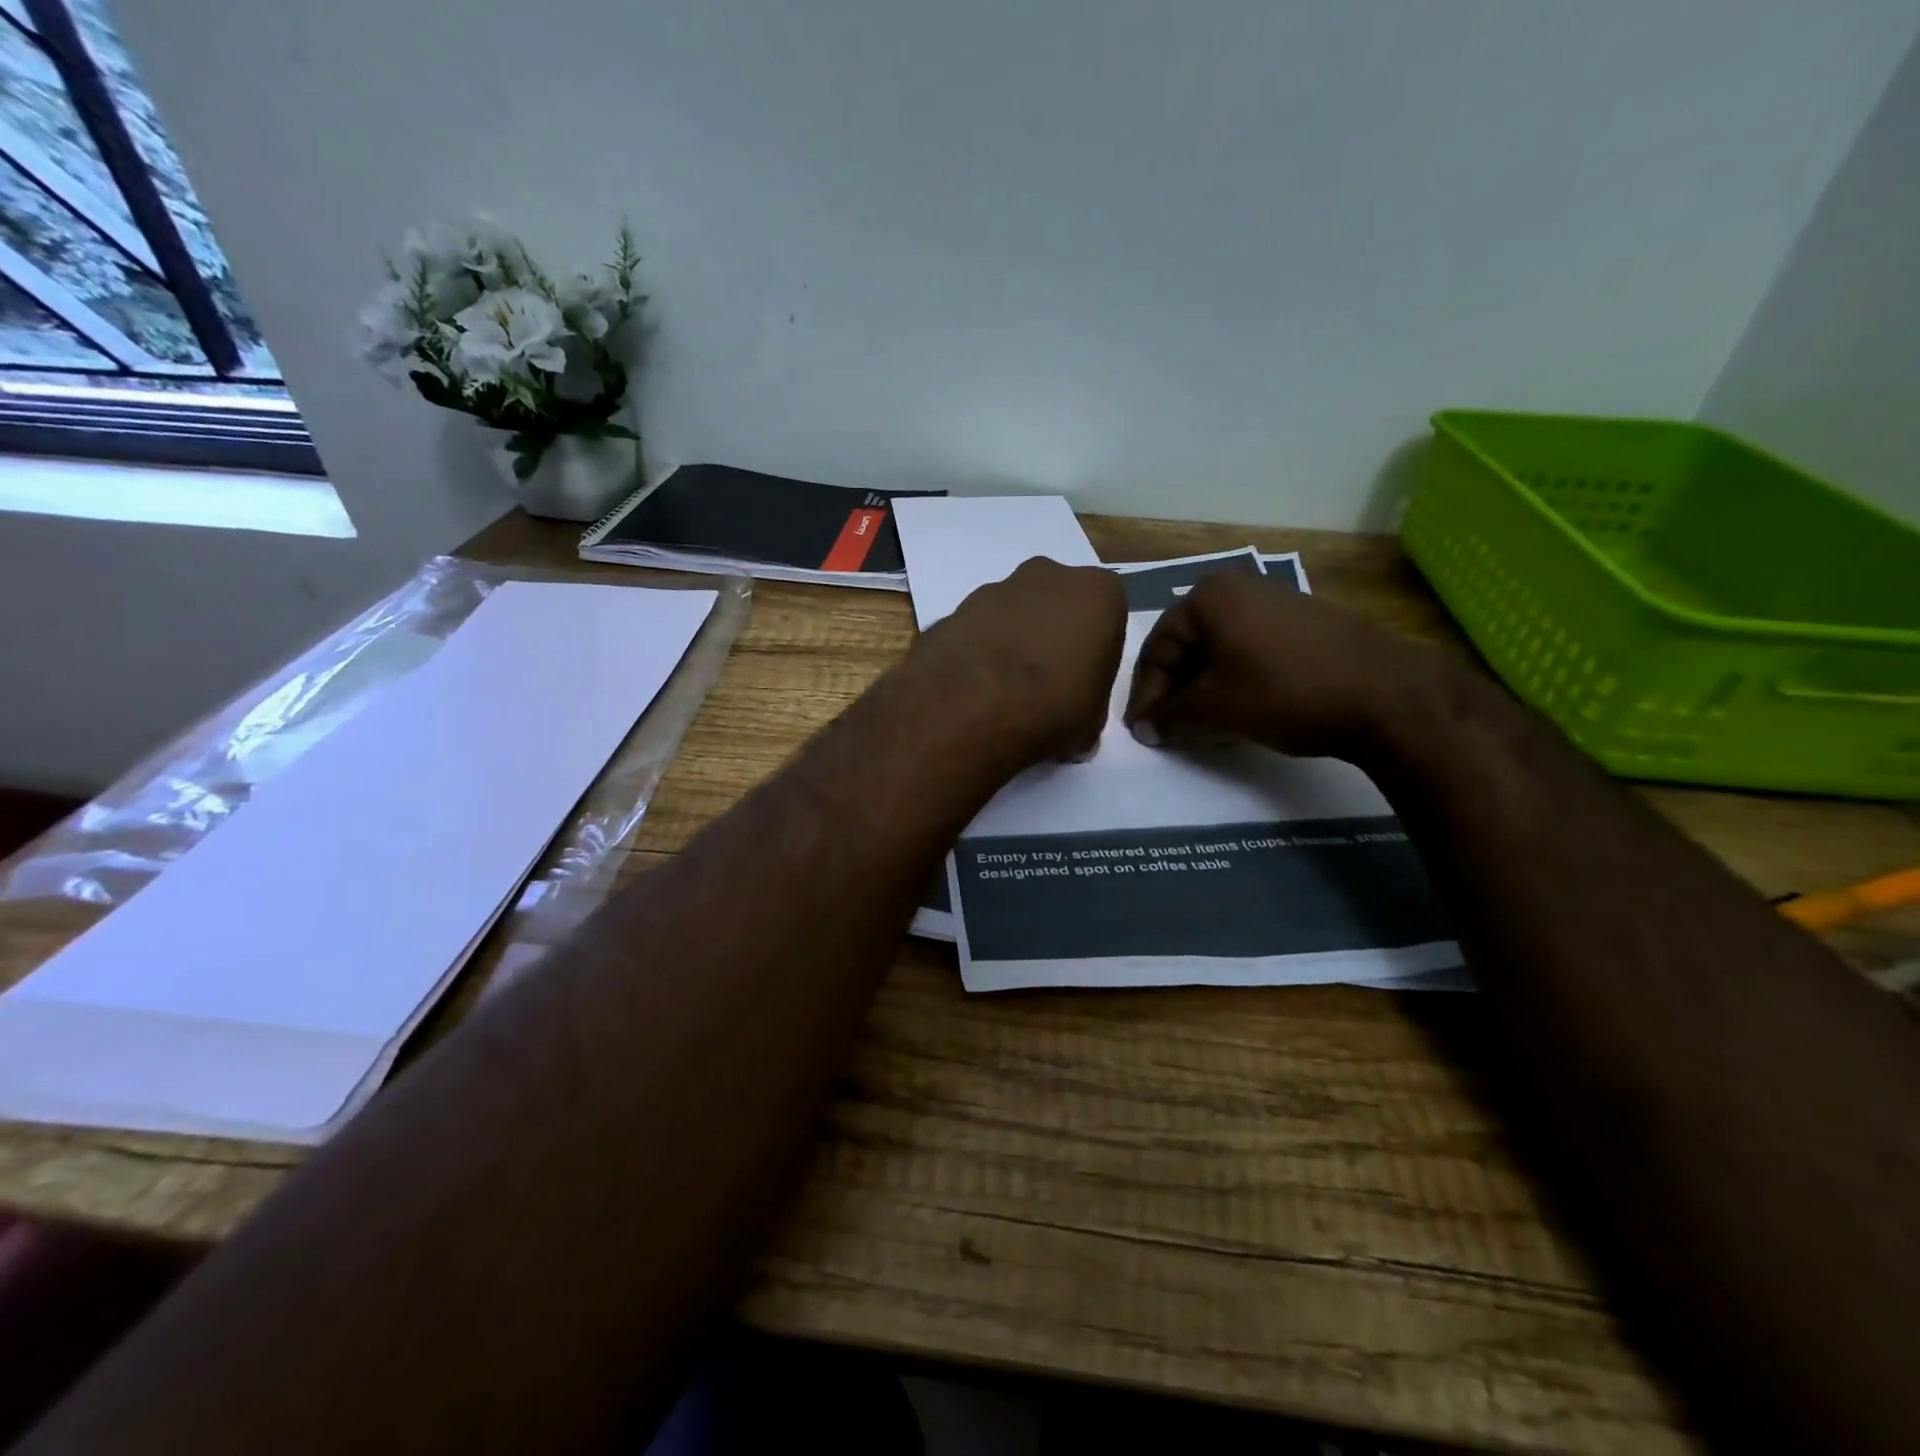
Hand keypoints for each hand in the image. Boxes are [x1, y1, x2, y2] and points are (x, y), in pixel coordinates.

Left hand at [913, 557, 1126, 764]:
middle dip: (1050, 635)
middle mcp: (1047, 576)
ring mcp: (994, 588)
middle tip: (1044, 683)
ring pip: (1012, 613)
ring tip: (1003, 691)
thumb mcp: (1093, 721)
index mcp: (1097, 593)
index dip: (1094, 652)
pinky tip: (973, 689)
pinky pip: (975, 631)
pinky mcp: (953, 610)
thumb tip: (1075, 719)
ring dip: (1011, 642)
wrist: (971, 708)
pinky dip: (977, 652)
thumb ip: (1089, 703)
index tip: (1082, 682)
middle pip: (1055, 605)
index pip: (1106, 617)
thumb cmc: (1052, 708)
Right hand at [1122, 571, 1450, 761]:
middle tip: (1168, 727)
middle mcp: (1238, 586)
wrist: (1387, 695)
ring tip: (1201, 723)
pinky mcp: (1303, 618)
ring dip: (1203, 685)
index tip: (1142, 730)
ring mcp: (1275, 599)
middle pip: (1187, 644)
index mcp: (1208, 596)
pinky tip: (1240, 706)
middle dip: (1174, 689)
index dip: (1145, 695)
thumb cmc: (1285, 693)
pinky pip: (1250, 647)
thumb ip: (1169, 715)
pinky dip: (1235, 677)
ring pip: (1219, 648)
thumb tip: (1144, 727)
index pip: (1157, 649)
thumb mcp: (1214, 707)